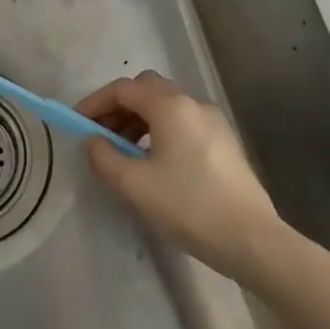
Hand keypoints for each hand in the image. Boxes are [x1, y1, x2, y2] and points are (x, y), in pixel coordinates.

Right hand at [79, 71, 280, 275]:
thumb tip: (92, 140)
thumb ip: (105, 157)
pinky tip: (154, 161)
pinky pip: (182, 122)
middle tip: (100, 136)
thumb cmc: (189, 206)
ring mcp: (213, 121)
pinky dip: (159, 130)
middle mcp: (193, 103)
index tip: (77, 123)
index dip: (95, 102)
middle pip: (146, 90)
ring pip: (166, 106)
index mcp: (171, 106)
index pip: (123, 89)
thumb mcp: (135, 185)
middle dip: (118, 107)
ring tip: (124, 153)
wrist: (252, 239)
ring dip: (138, 119)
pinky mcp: (224, 141)